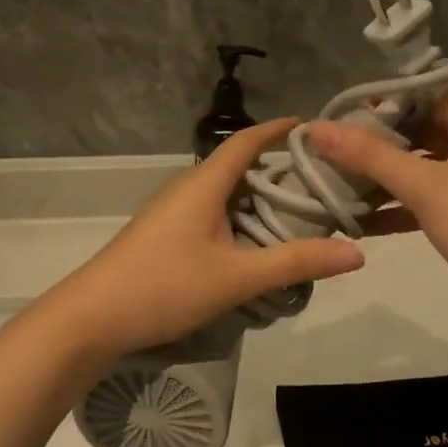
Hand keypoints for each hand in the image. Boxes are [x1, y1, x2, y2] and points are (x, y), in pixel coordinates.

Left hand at [48, 119, 365, 360]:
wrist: (91, 319)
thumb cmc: (164, 286)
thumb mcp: (237, 278)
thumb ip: (296, 263)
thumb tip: (356, 252)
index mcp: (204, 184)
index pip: (246, 141)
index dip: (277, 129)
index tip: (313, 127)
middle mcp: (187, 188)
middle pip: (238, 166)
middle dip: (277, 169)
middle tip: (322, 182)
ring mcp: (171, 212)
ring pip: (224, 193)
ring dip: (257, 198)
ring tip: (298, 214)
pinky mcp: (164, 235)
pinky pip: (211, 214)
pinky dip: (239, 218)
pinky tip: (254, 244)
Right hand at [308, 90, 447, 327]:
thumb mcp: (423, 186)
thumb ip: (369, 156)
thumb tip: (315, 127)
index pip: (426, 94)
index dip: (383, 105)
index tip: (341, 119)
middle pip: (424, 130)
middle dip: (380, 146)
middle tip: (334, 154)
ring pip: (428, 167)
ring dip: (389, 179)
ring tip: (341, 186)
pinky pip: (436, 196)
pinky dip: (406, 206)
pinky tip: (365, 223)